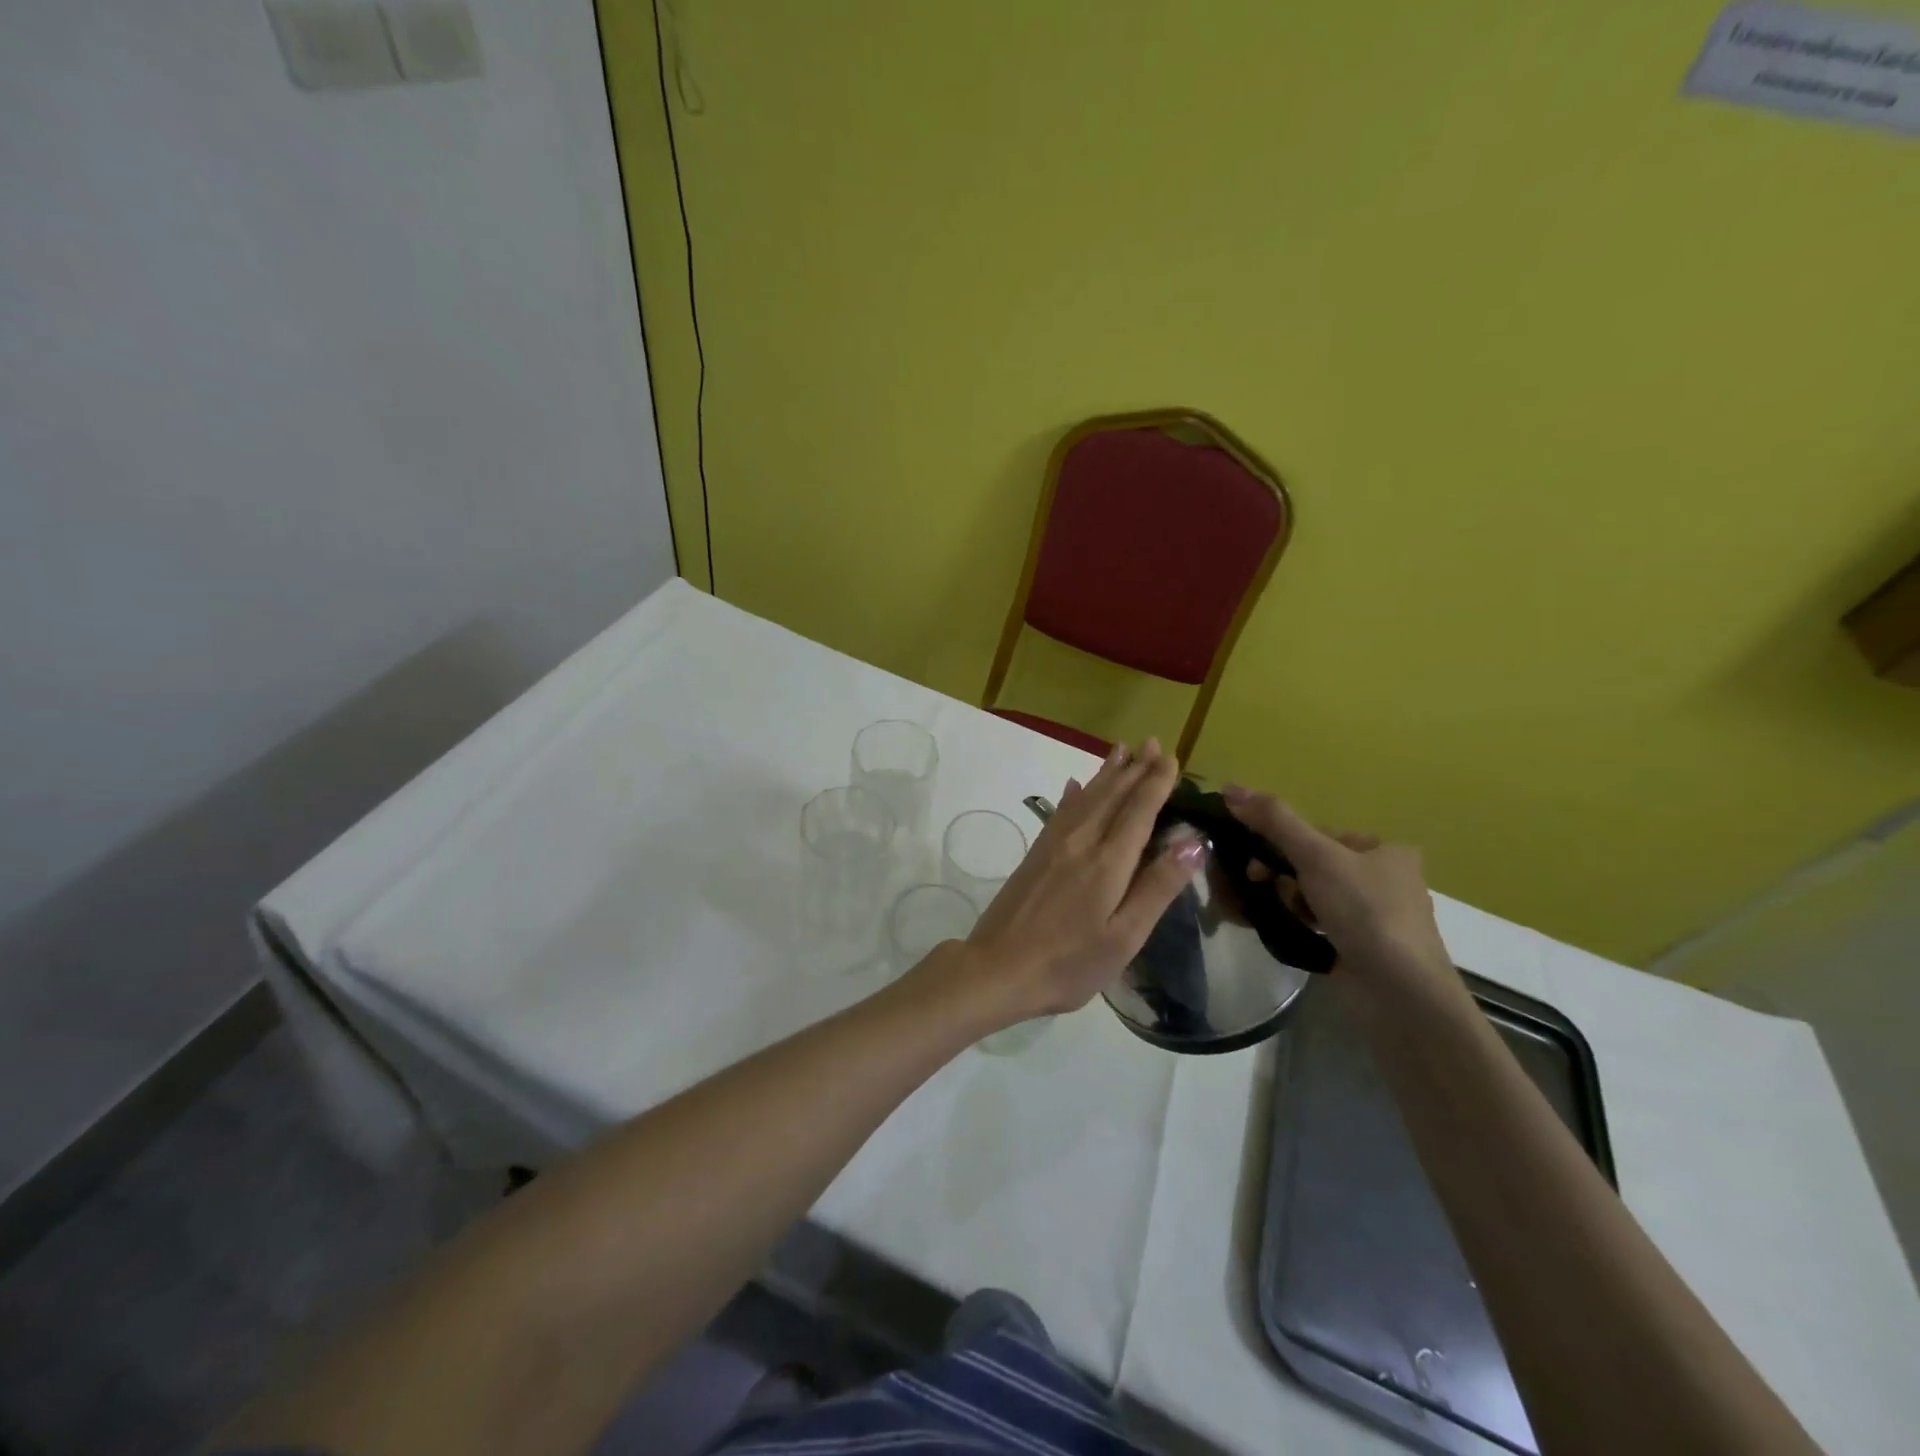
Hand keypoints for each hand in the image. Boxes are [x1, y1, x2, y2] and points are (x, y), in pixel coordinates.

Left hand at [962, 739, 1203, 1021]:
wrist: (997, 968)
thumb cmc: (1069, 963)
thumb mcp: (1124, 936)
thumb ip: (1157, 887)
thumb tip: (1193, 841)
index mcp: (1107, 862)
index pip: (1138, 811)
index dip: (1155, 783)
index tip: (1169, 757)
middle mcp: (1080, 842)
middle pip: (1111, 796)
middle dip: (1133, 768)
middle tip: (1150, 742)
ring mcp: (1053, 845)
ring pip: (1085, 797)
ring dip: (1106, 773)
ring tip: (1120, 750)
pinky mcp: (1035, 854)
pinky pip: (1060, 811)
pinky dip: (1073, 794)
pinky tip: (1075, 785)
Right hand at [1221, 785, 1450, 981]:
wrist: (1399, 992)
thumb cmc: (1365, 911)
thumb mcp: (1317, 855)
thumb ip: (1274, 820)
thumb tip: (1229, 788)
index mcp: (1385, 851)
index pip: (1319, 834)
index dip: (1282, 842)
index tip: (1255, 859)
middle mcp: (1383, 880)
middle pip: (1312, 864)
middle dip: (1279, 873)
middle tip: (1256, 883)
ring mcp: (1372, 918)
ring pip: (1311, 895)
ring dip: (1283, 898)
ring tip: (1267, 910)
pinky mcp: (1359, 949)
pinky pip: (1315, 924)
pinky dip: (1293, 922)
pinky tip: (1277, 928)